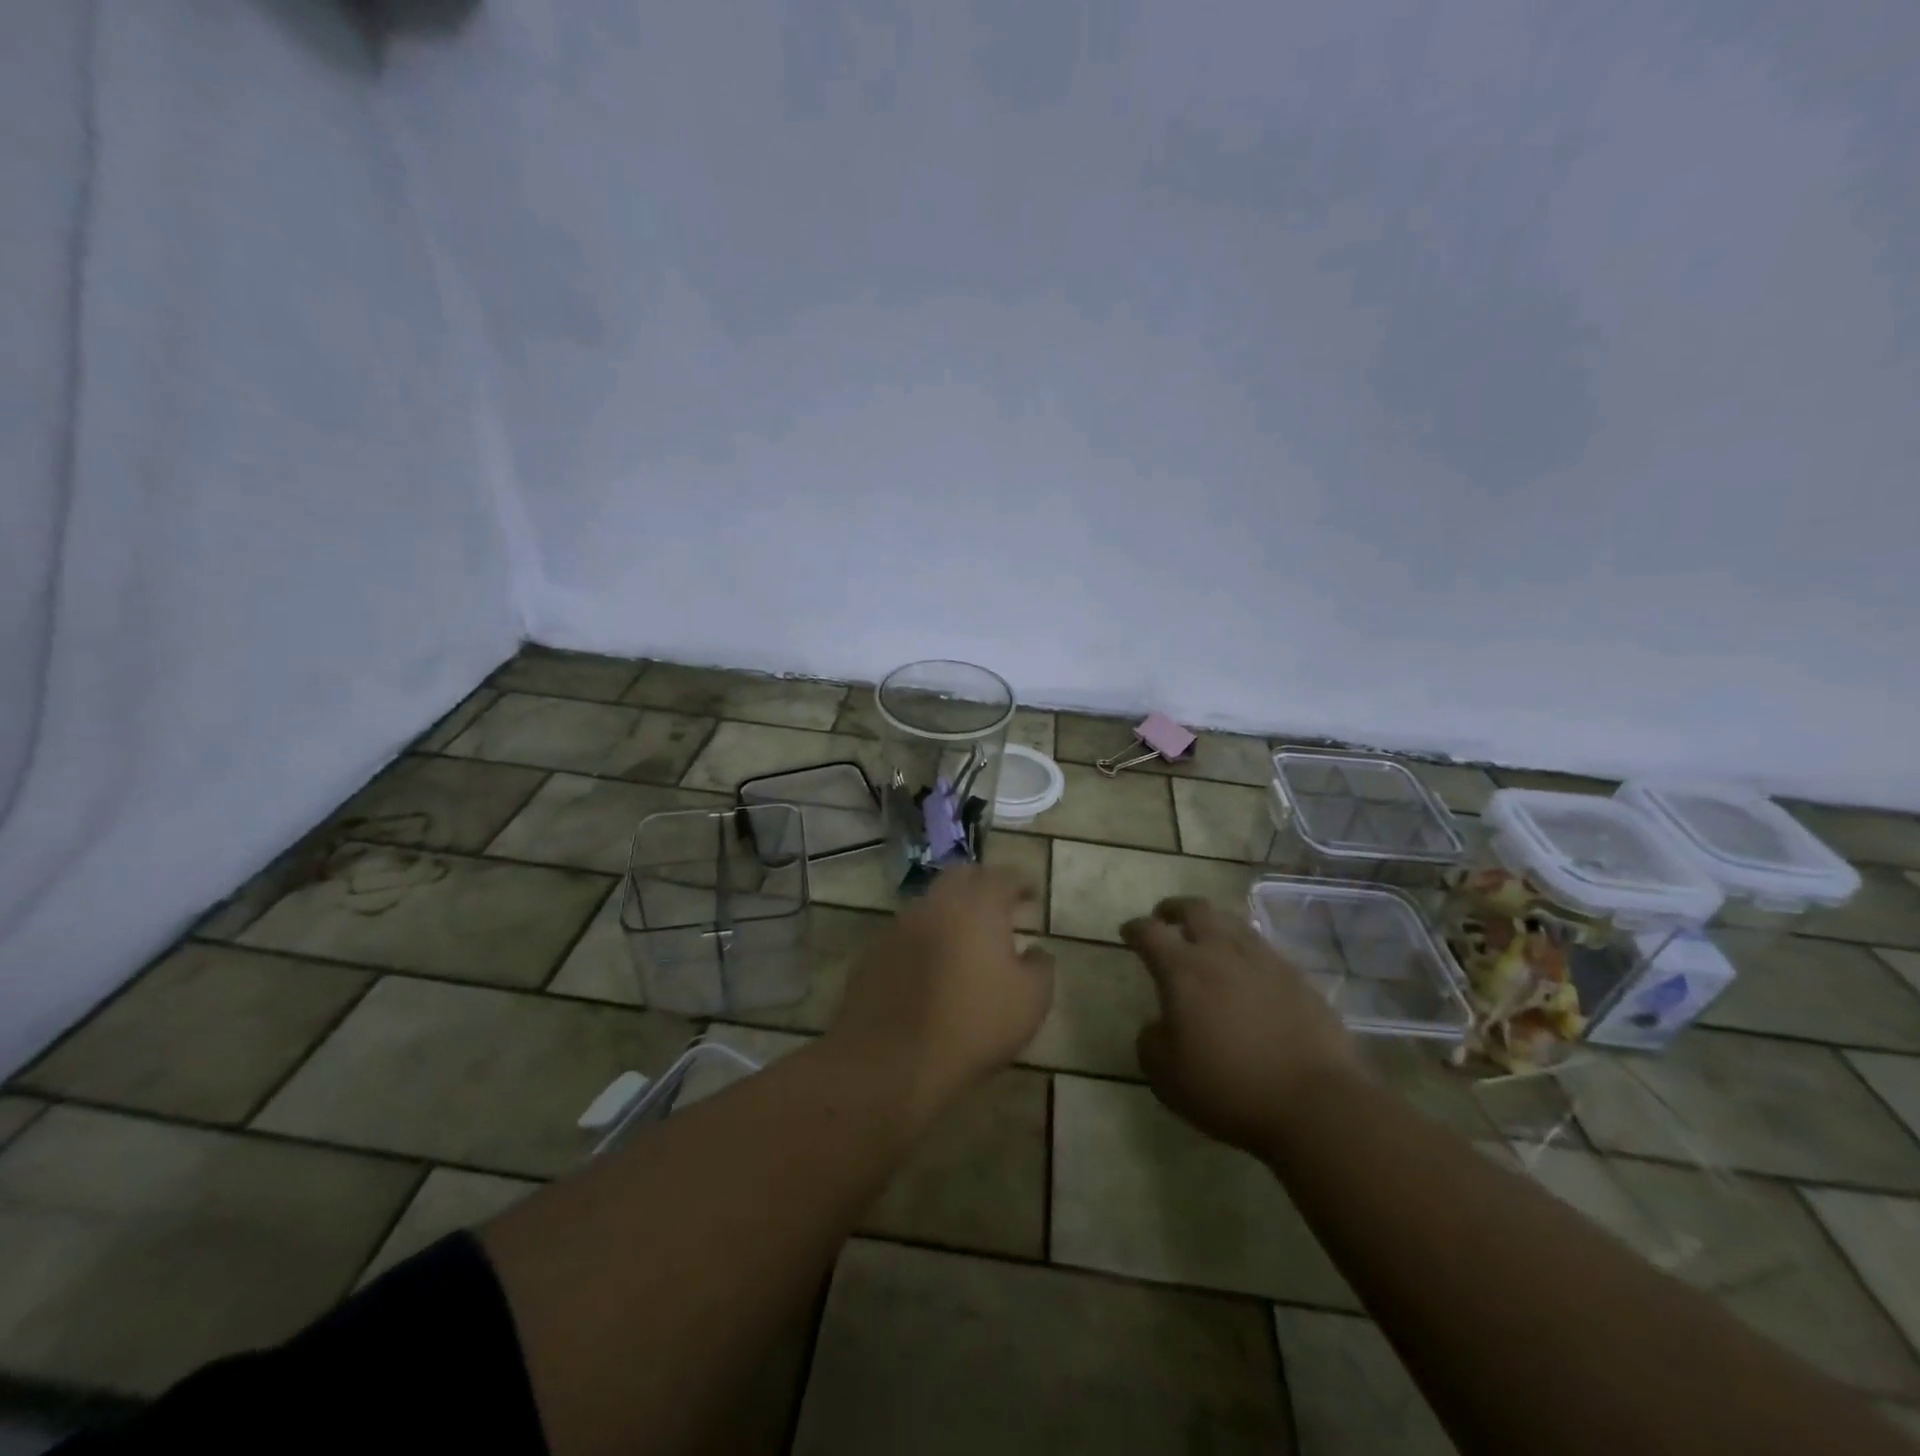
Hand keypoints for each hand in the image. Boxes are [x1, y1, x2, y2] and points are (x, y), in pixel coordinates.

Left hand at [827, 865, 1053, 1125]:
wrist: (891, 1061)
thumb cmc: (973, 1025)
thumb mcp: (1031, 1001)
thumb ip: (1040, 966)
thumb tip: (1035, 950)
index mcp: (977, 905)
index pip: (1003, 876)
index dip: (1021, 882)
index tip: (1031, 894)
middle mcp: (936, 903)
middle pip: (961, 877)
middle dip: (982, 885)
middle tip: (999, 907)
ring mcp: (899, 925)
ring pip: (931, 904)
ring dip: (951, 912)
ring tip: (966, 939)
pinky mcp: (874, 952)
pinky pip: (907, 933)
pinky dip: (925, 939)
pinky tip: (933, 966)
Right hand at [1123, 896, 1360, 1157]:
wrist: (1315, 1104)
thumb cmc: (1228, 1088)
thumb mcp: (1166, 1076)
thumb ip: (1151, 1042)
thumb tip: (1158, 1026)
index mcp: (1183, 970)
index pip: (1149, 933)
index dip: (1134, 928)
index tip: (1128, 932)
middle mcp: (1222, 953)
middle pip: (1195, 909)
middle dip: (1174, 909)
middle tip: (1165, 918)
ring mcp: (1266, 962)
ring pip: (1234, 924)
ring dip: (1214, 926)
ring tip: (1208, 941)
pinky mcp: (1300, 979)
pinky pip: (1265, 952)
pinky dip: (1247, 954)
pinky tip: (1249, 975)